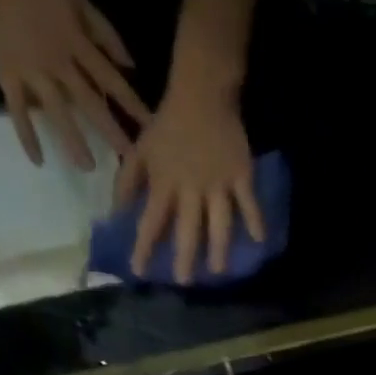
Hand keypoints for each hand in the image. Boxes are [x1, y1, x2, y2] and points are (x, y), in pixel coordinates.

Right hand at [0, 0, 149, 169]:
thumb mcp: (75, 0)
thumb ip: (104, 33)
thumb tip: (130, 66)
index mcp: (76, 43)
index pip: (111, 80)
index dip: (132, 104)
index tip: (150, 129)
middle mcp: (57, 62)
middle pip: (89, 102)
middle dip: (110, 131)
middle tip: (128, 159)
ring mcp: (31, 71)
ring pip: (56, 111)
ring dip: (73, 140)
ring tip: (88, 167)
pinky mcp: (7, 76)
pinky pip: (18, 111)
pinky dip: (27, 136)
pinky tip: (38, 161)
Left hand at [115, 82, 263, 283]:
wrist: (202, 92)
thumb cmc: (168, 125)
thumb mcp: (141, 150)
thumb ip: (128, 183)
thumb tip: (115, 214)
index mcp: (164, 183)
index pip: (150, 221)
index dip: (143, 247)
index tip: (138, 271)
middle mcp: (191, 188)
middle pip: (187, 229)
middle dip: (184, 256)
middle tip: (184, 282)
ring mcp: (218, 183)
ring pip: (219, 221)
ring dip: (219, 248)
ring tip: (218, 270)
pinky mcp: (240, 174)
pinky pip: (248, 201)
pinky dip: (255, 219)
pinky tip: (259, 240)